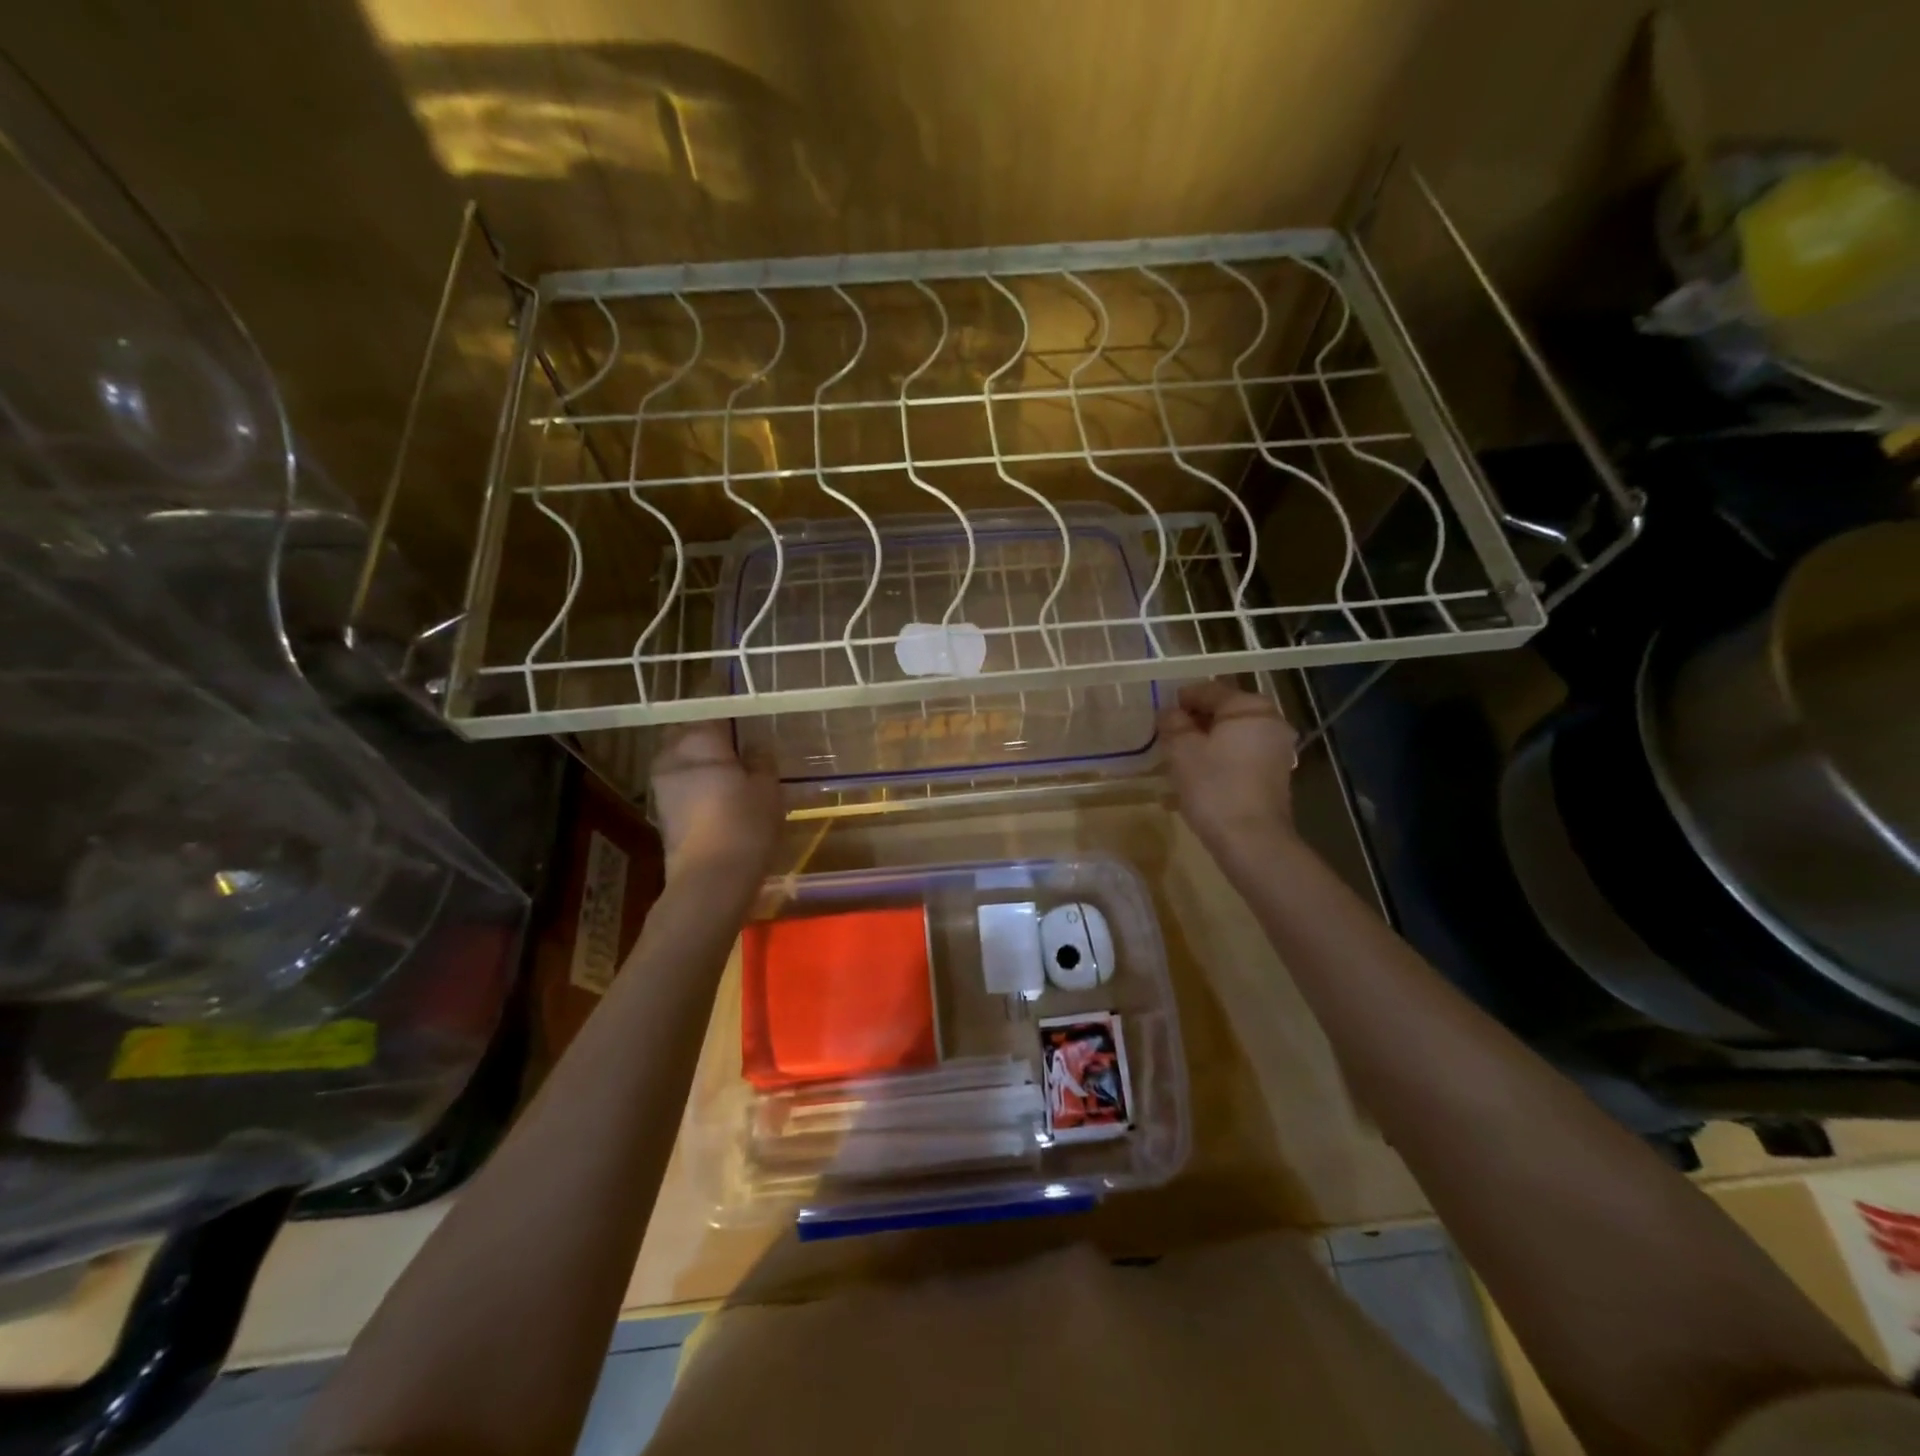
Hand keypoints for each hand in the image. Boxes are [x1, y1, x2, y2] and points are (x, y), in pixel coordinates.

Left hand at [649, 721, 781, 880]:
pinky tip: (719, 801)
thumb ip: (761, 760)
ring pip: (681, 761)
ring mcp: (662, 786)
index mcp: (699, 741)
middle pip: (688, 735)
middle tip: (740, 753)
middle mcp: (672, 756)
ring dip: (701, 764)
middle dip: (710, 740)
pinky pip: (680, 786)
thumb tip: (754, 745)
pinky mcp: (662, 813)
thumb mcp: (768, 788)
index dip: (734, 721)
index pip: (714, 716)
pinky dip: (696, 787)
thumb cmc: (745, 825)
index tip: (752, 731)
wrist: (710, 881)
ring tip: (732, 778)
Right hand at [1159, 680, 1298, 856]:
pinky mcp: (1273, 777)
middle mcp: (1270, 723)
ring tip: (1177, 760)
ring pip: (1231, 737)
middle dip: (1194, 723)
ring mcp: (1276, 751)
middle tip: (1166, 737)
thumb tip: (1169, 712)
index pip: (1209, 690)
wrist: (1251, 841)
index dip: (1181, 699)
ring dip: (1204, 744)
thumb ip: (1173, 723)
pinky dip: (1218, 761)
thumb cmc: (1214, 787)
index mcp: (1250, 708)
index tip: (1160, 714)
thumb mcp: (1182, 750)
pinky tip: (1195, 779)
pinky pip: (1239, 758)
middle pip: (1223, 713)